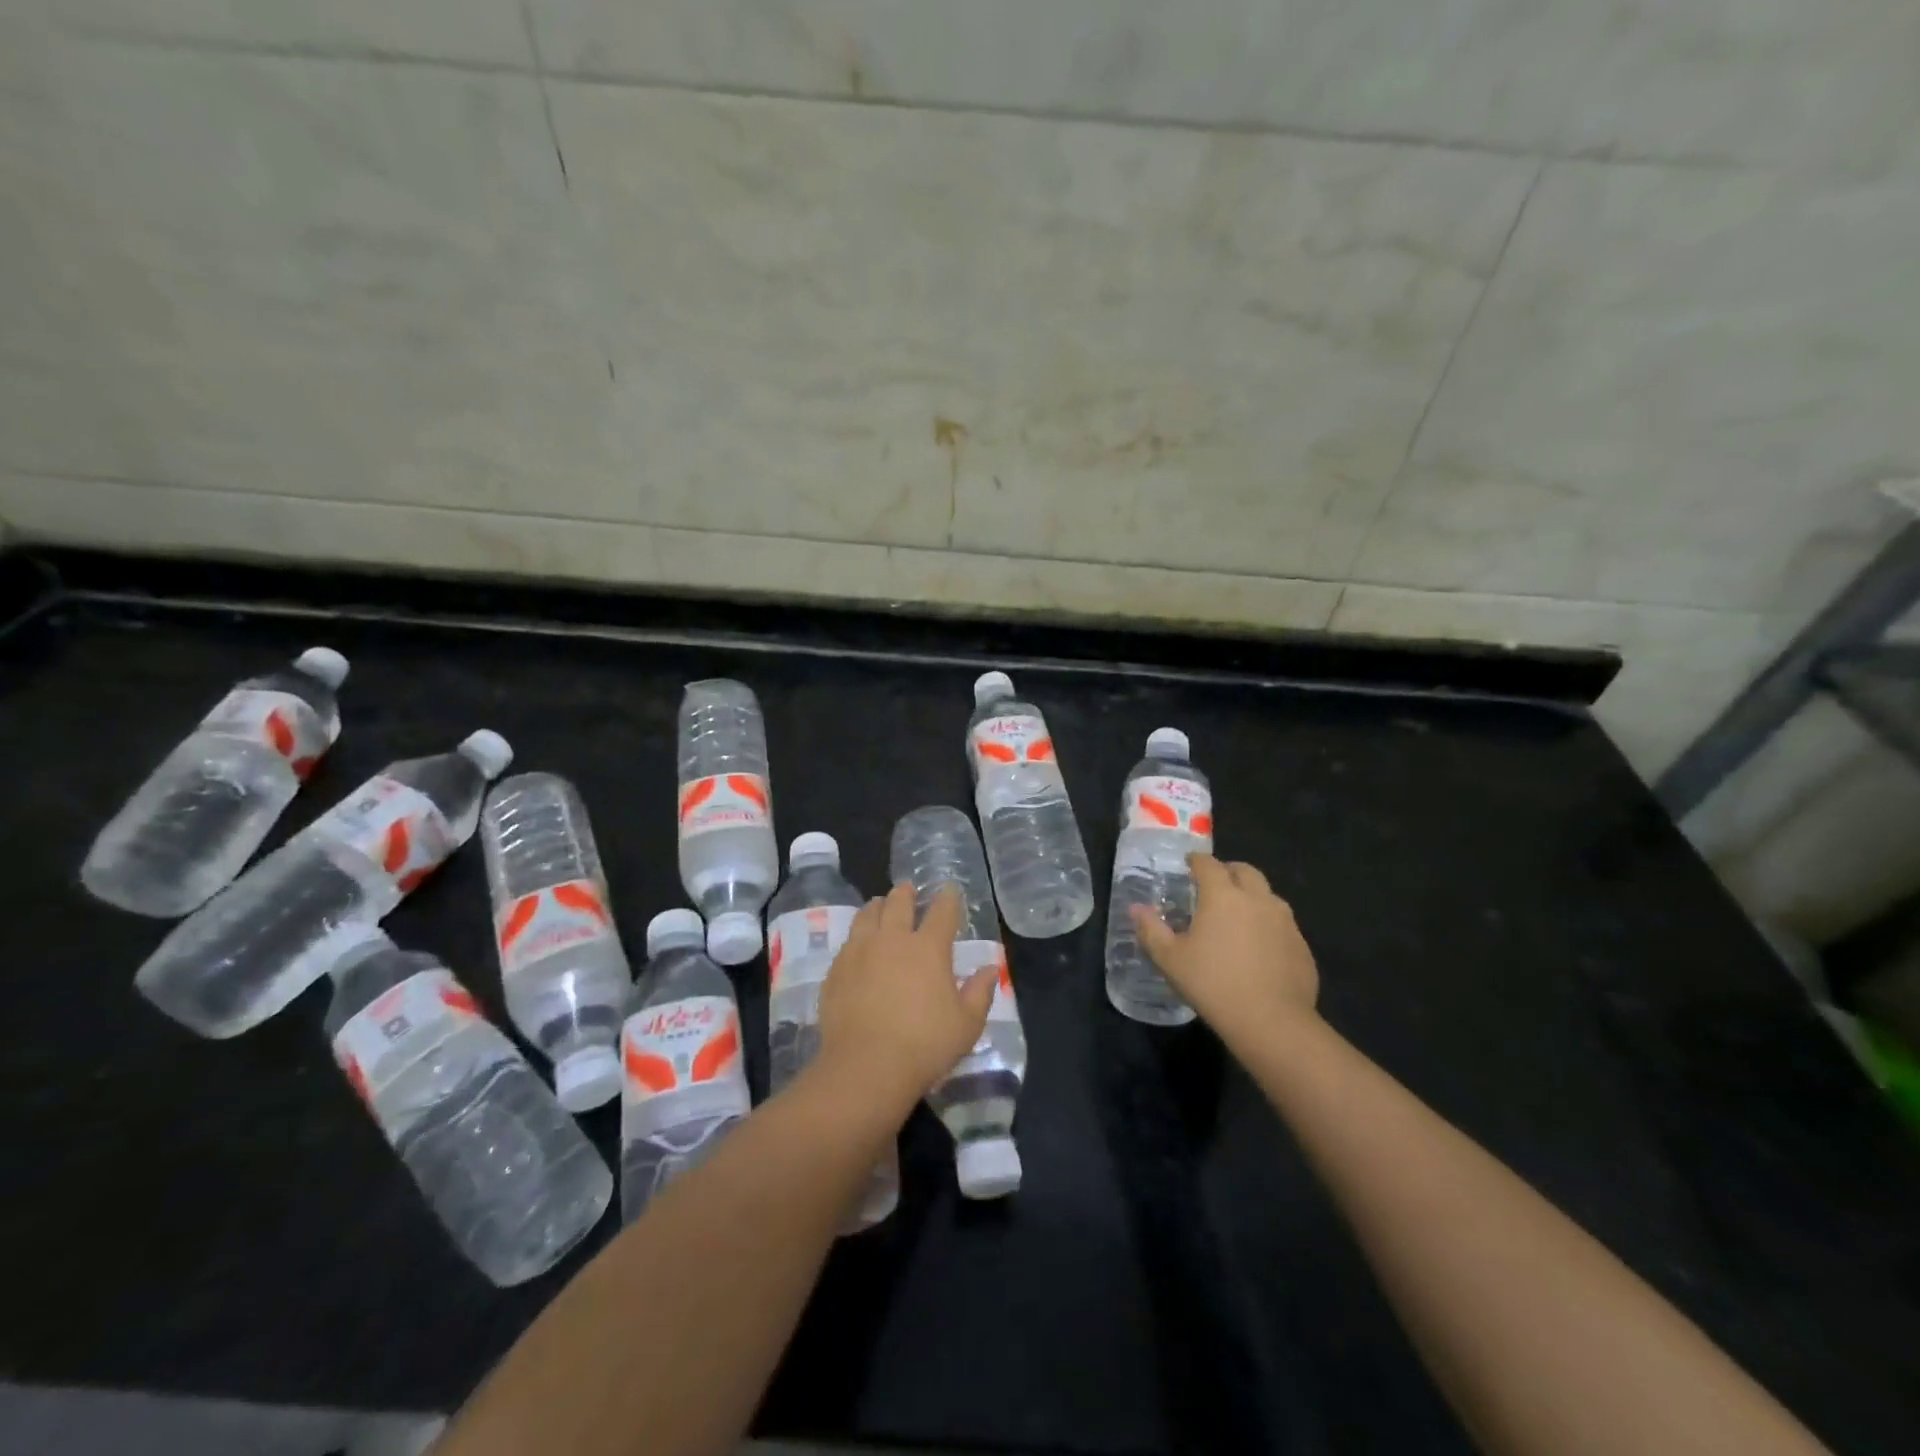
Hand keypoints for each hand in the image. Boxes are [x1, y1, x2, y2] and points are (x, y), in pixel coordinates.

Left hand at [814, 882, 996, 1117]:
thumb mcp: (966, 1025)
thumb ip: (980, 993)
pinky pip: (847, 942)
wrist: (865, 1067)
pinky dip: (856, 936)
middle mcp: (893, 940)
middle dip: (906, 893)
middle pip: (898, 903)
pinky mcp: (836, 970)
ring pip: (867, 915)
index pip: (942, 912)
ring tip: (879, 905)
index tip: (950, 890)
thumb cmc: (924, 1045)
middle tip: (908, 889)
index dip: (948, 898)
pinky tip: (857, 944)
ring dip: (876, 906)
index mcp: (928, 948)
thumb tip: (991, 969)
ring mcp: (860, 952)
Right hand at [1131, 854, 1318, 1038]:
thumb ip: (1151, 930)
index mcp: (1223, 895)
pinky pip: (1282, 924)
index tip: (1187, 865)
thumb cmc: (1213, 984)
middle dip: (1228, 871)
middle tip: (1213, 886)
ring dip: (1251, 896)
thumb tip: (1136, 909)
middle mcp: (1257, 899)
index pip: (1208, 864)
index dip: (1196, 861)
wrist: (1272, 1023)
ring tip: (1237, 916)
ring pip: (1268, 895)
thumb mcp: (1170, 959)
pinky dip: (1268, 925)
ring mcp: (1285, 921)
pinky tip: (1258, 948)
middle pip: (1244, 871)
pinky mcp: (1301, 945)